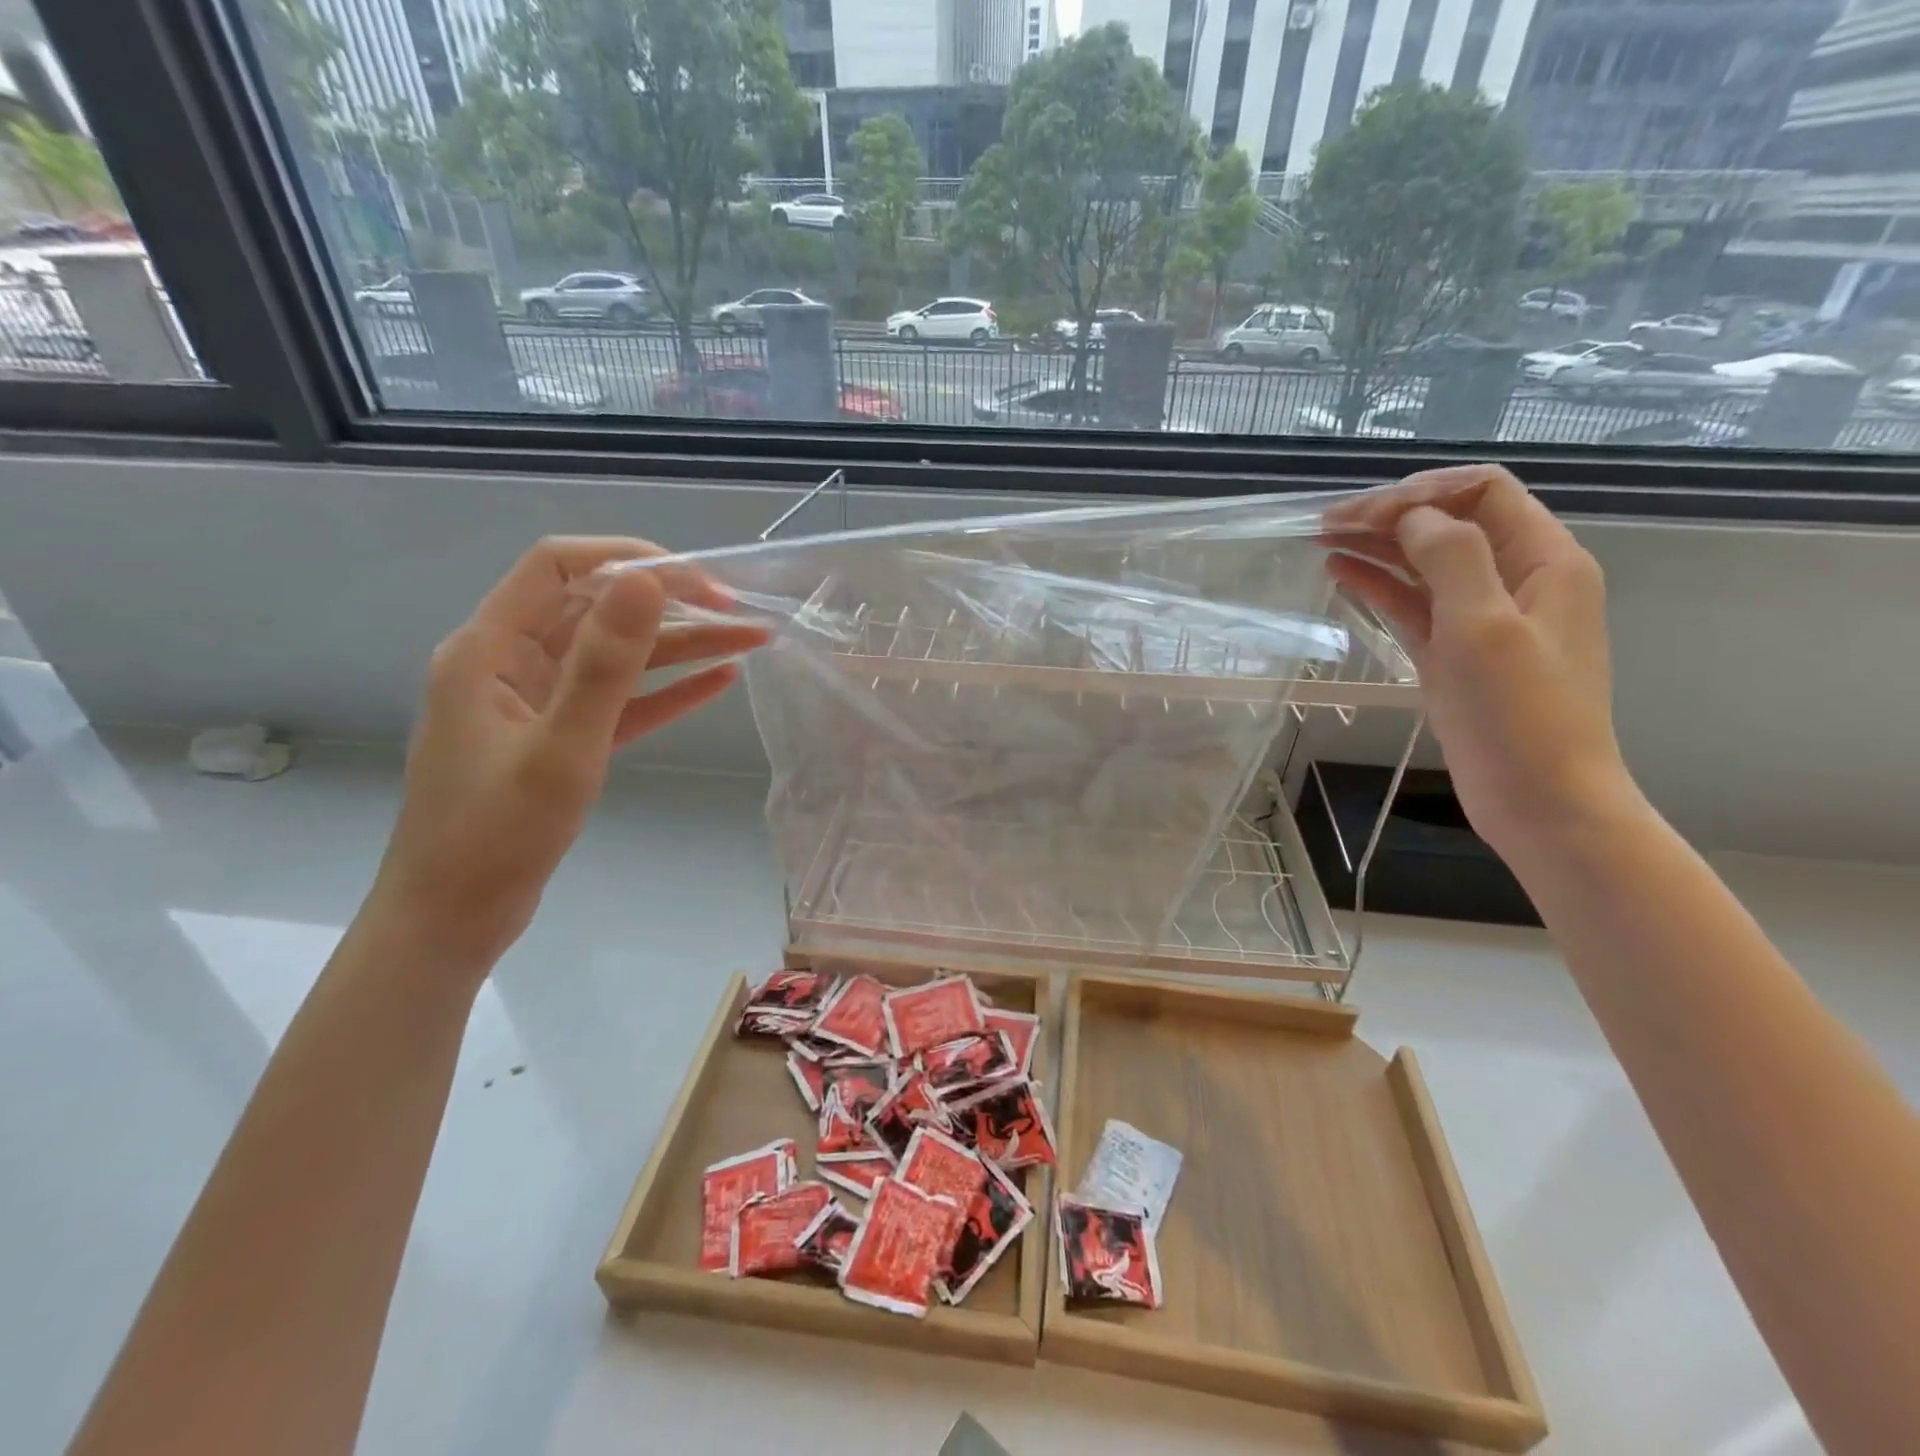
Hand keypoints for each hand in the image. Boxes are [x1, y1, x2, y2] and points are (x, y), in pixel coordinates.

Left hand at [367, 537, 767, 967]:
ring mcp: (537, 702)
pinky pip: (621, 702)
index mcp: (489, 649)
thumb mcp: (562, 746)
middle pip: (599, 610)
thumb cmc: (497, 835)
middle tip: (741, 612)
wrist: (453, 920)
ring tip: (749, 640)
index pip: (558, 568)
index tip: (697, 579)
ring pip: (618, 658)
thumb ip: (605, 663)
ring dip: (682, 647)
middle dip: (672, 606)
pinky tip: (719, 682)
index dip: (628, 559)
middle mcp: (511, 663)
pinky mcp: (561, 738)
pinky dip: (667, 690)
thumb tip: (646, 580)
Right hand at [1324, 465, 1640, 861]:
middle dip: (1390, 516)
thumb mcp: (1485, 626)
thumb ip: (1451, 557)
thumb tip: (1411, 515)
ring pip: (1425, 565)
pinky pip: (1414, 605)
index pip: (1482, 493)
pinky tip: (1341, 575)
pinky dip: (1380, 586)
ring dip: (1378, 548)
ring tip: (1323, 541)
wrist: (1541, 802)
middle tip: (1327, 524)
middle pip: (1449, 524)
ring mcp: (1482, 618)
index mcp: (1544, 561)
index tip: (1363, 516)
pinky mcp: (1454, 653)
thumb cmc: (1520, 715)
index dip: (1422, 494)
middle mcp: (1516, 580)